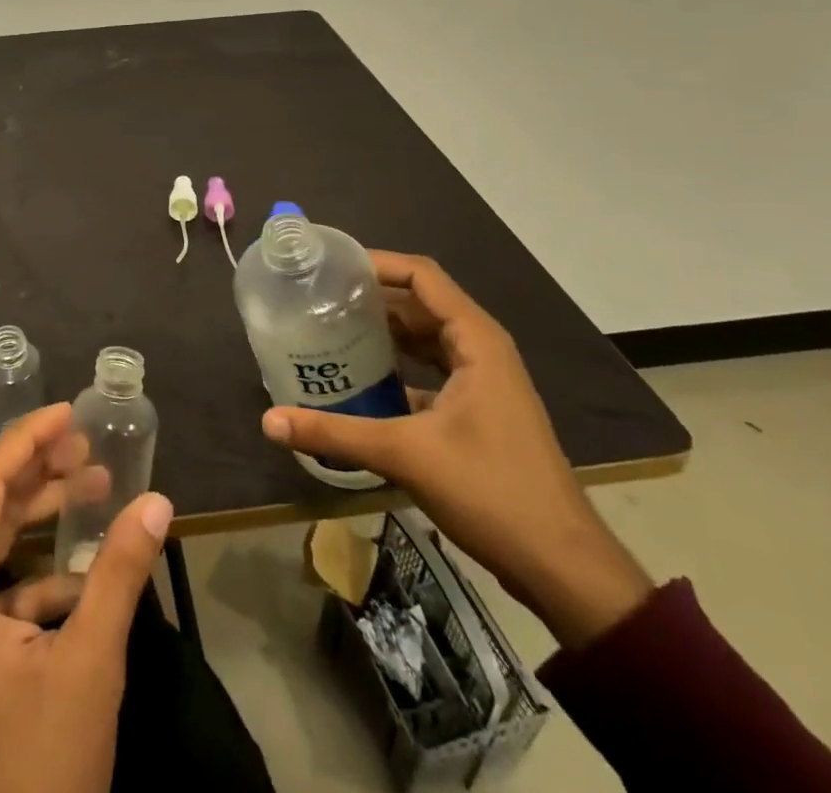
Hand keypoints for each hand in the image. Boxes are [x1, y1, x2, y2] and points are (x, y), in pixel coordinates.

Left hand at [0, 402, 174, 792]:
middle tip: (84, 446)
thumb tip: (158, 501)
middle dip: (31, 467)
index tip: (67, 411)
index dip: (25, 438)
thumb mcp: (89, 666)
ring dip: (29, 509)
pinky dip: (24, 563)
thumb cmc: (39, 771)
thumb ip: (120, 573)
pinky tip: (77, 569)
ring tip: (89, 485)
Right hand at [260, 251, 652, 648]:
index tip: (330, 265)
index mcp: (476, 340)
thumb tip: (268, 421)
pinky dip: (397, 365)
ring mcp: (483, 381)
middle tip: (317, 297)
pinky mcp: (478, 410)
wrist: (563, 568)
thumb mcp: (405, 455)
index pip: (421, 275)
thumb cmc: (492, 492)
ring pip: (425, 337)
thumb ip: (334, 433)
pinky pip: (430, 368)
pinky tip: (360, 378)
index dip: (376, 262)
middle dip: (371, 297)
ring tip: (330, 328)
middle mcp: (481, 349)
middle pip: (420, 302)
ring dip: (383, 331)